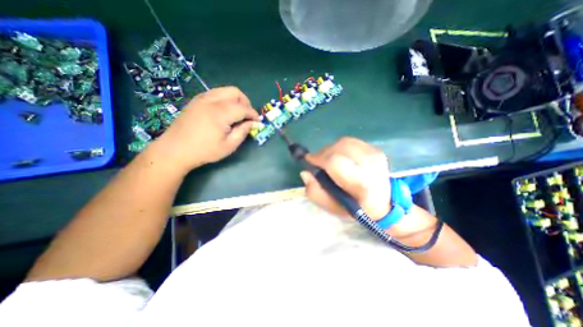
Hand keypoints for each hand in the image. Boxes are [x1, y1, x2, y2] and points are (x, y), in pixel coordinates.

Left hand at [153, 87, 257, 173]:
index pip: (243, 108)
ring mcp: (201, 98)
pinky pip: (215, 93)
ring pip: (225, 90)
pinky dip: (225, 99)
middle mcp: (211, 100)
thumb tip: (252, 123)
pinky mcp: (196, 101)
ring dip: (235, 100)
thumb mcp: (229, 146)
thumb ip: (243, 132)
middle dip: (246, 102)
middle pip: (235, 92)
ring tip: (238, 113)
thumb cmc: (204, 151)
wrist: (175, 150)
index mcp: (220, 113)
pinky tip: (225, 111)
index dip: (253, 114)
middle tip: (248, 116)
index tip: (258, 122)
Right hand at [301, 137, 390, 220]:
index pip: (334, 162)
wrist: (386, 203)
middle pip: (338, 148)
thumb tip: (305, 173)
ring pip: (343, 142)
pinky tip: (340, 156)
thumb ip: (315, 193)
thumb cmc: (357, 208)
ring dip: (331, 149)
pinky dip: (340, 147)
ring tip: (329, 159)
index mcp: (361, 183)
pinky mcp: (375, 149)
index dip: (318, 158)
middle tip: (318, 162)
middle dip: (323, 153)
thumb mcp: (333, 208)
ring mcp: (374, 154)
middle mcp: (370, 165)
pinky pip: (350, 141)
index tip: (309, 161)